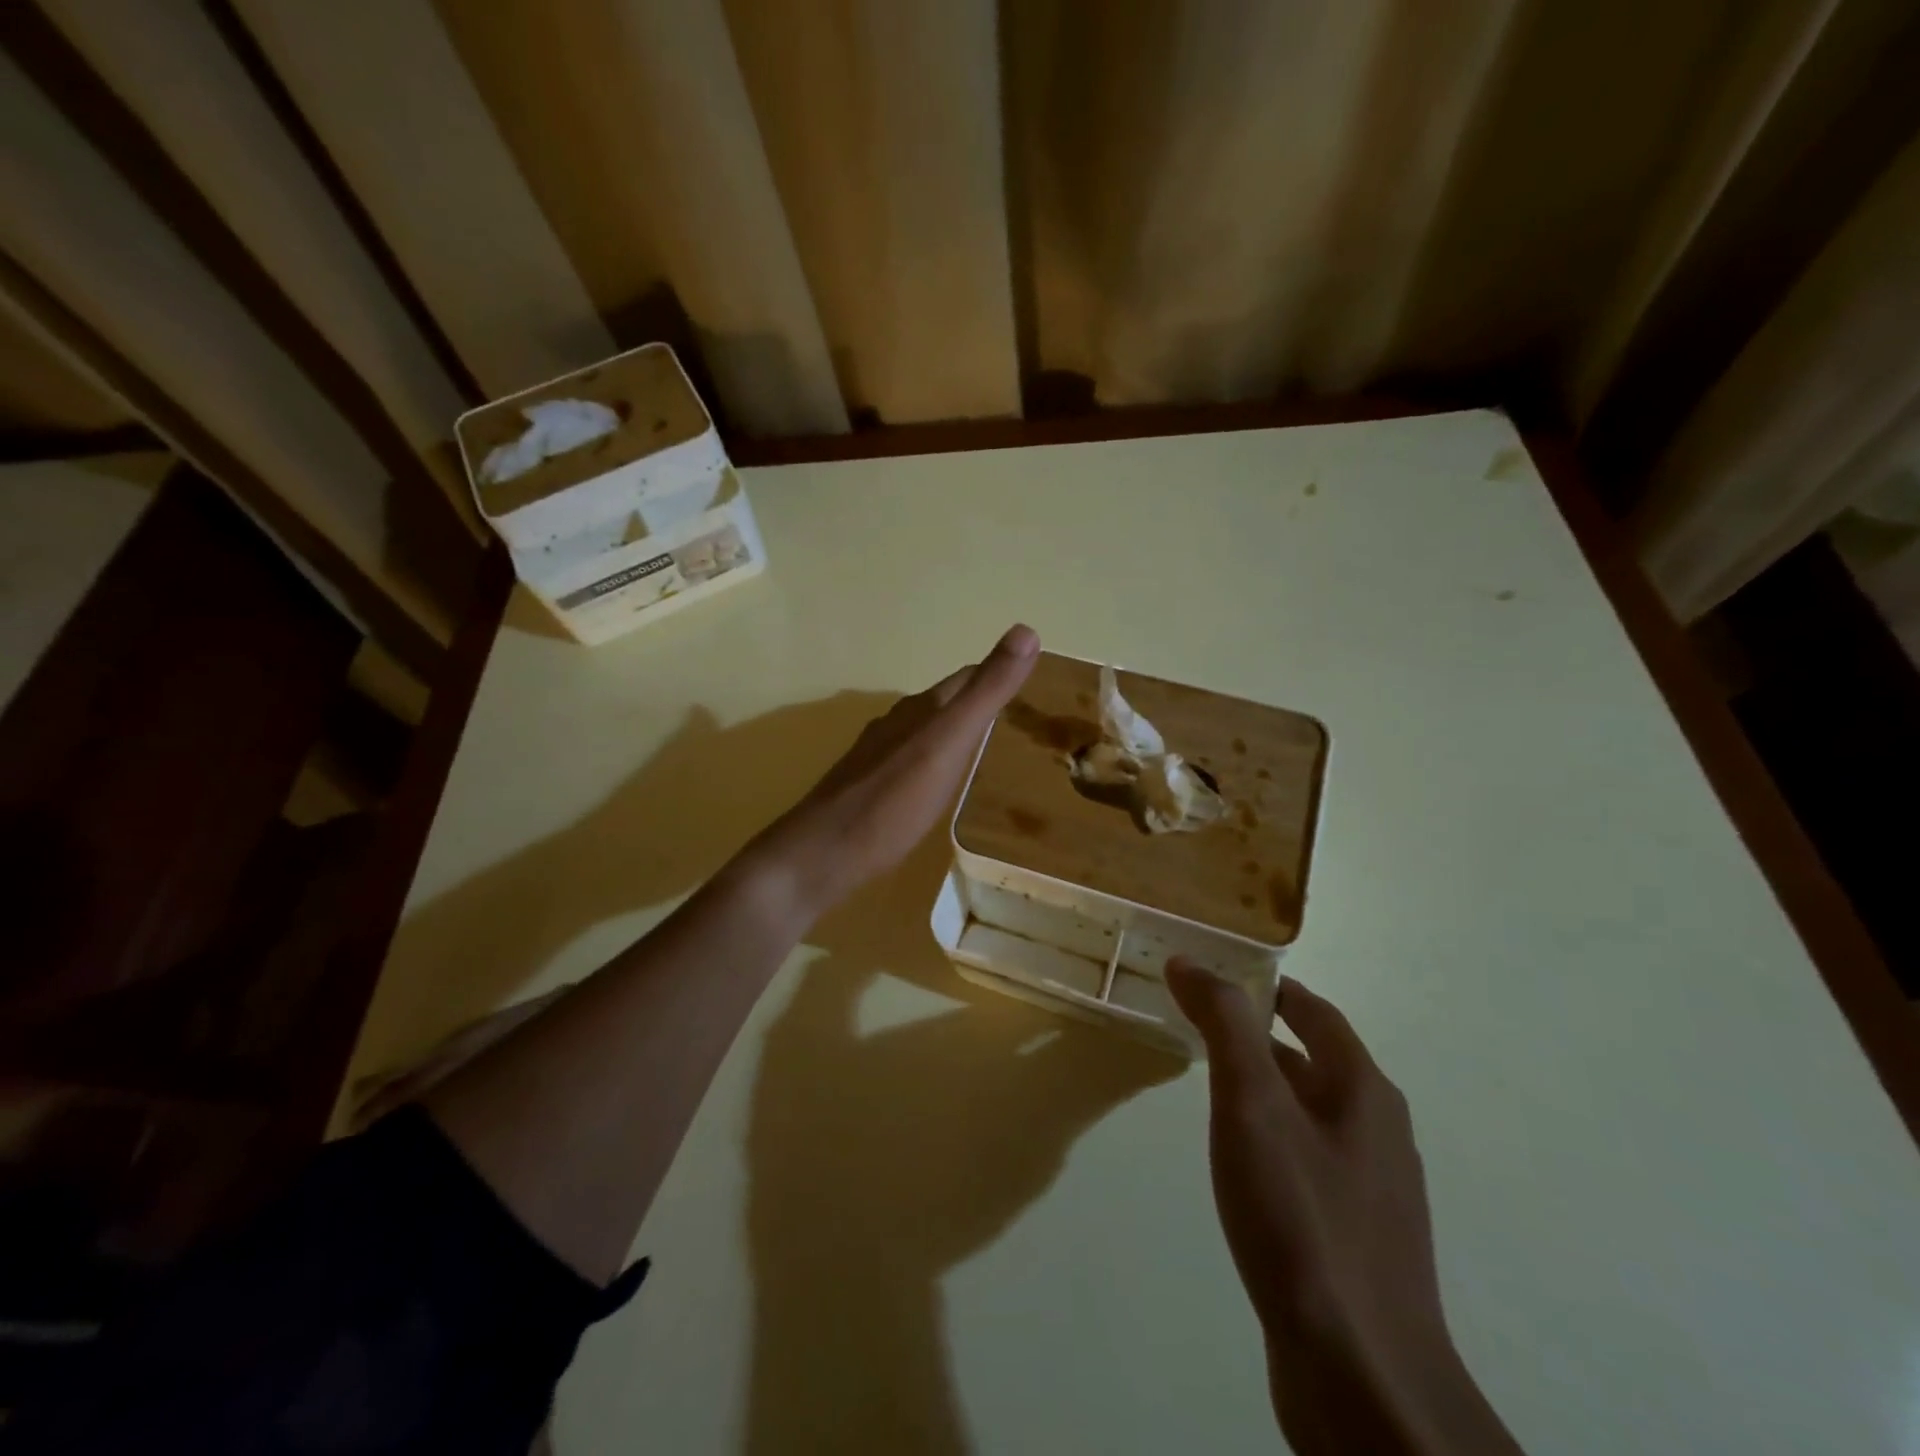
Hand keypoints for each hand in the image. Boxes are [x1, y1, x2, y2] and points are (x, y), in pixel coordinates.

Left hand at [746, 624, 1040, 922]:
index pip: (967, 677)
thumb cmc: (893, 801)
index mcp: (921, 709)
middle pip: (945, 702)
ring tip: (984, 749)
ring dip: (954, 732)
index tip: (1031, 681)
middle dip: (978, 703)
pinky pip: (910, 759)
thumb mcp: (949, 742)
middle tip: (1016, 718)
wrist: (823, 853)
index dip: (998, 674)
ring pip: (925, 730)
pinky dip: (933, 760)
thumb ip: (987, 692)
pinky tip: (937, 782)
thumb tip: (1027, 630)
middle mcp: (897, 723)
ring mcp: (877, 754)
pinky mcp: (867, 784)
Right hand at [1166, 963, 1522, 1455]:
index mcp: (1363, 1089)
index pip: (1314, 1011)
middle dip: (1260, 1034)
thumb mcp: (1252, 1104)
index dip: (1267, 987)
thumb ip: (1224, 1025)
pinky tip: (1241, 1163)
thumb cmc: (1302, 1218)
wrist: (1361, 1377)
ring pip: (1311, 1111)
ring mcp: (1373, 1188)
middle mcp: (1378, 1130)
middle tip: (1200, 1025)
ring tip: (1210, 1085)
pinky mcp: (1357, 1236)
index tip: (1216, 977)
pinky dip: (1273, 1136)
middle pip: (1315, 1058)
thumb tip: (1190, 962)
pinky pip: (1310, 1159)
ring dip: (1266, 1086)